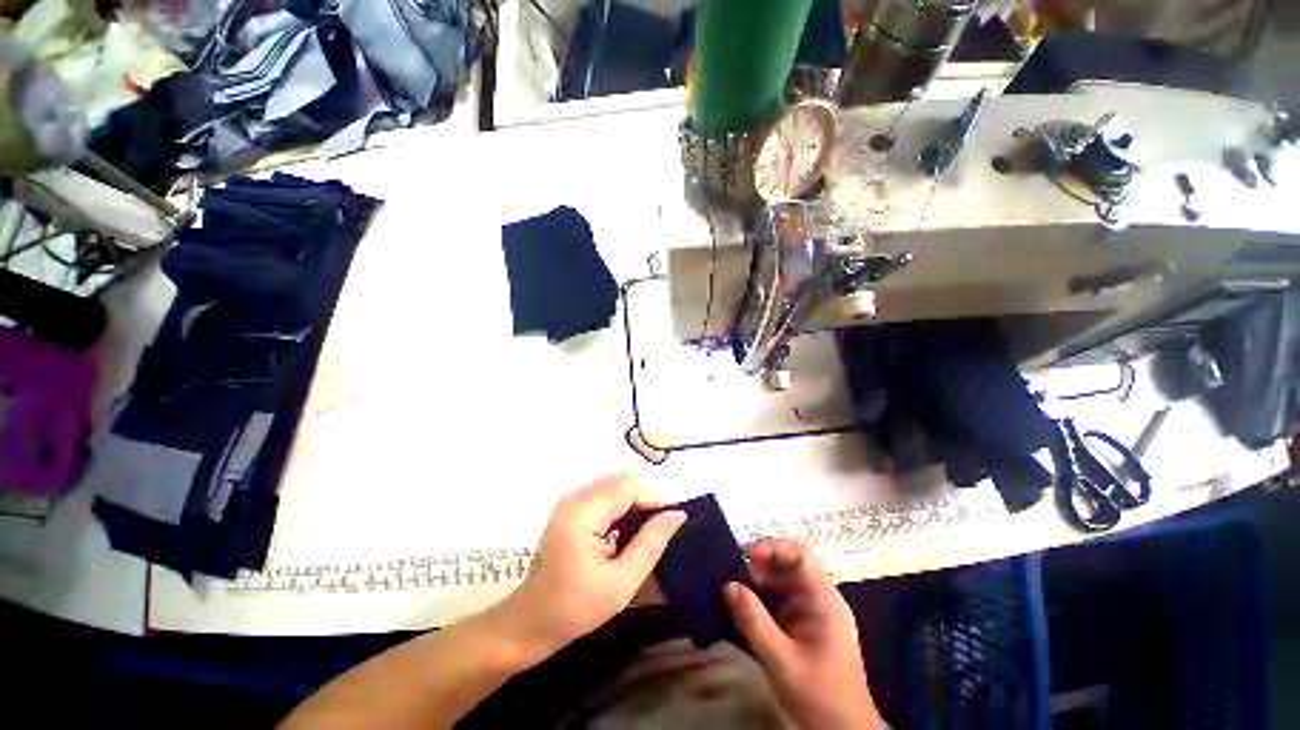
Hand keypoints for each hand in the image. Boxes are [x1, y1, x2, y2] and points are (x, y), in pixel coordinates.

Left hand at [496, 475, 685, 658]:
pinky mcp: (571, 506)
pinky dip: (622, 505)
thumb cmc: (575, 609)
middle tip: (662, 529)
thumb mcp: (622, 582)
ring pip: (616, 484)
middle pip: (623, 480)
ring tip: (648, 531)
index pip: (629, 486)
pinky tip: (627, 530)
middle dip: (647, 499)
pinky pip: (606, 493)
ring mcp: (571, 499)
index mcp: (583, 513)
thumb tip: (678, 514)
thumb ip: (652, 543)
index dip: (656, 498)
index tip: (674, 521)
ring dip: (636, 501)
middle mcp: (575, 496)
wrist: (531, 621)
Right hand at [724, 541, 882, 729]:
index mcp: (825, 602)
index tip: (746, 558)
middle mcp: (822, 600)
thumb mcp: (781, 661)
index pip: (801, 556)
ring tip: (735, 593)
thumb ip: (754, 622)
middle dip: (761, 568)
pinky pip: (782, 603)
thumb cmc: (818, 696)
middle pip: (791, 567)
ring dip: (760, 585)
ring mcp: (815, 614)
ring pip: (784, 584)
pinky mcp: (806, 627)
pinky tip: (745, 612)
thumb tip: (728, 585)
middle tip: (734, 577)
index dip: (773, 549)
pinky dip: (763, 602)